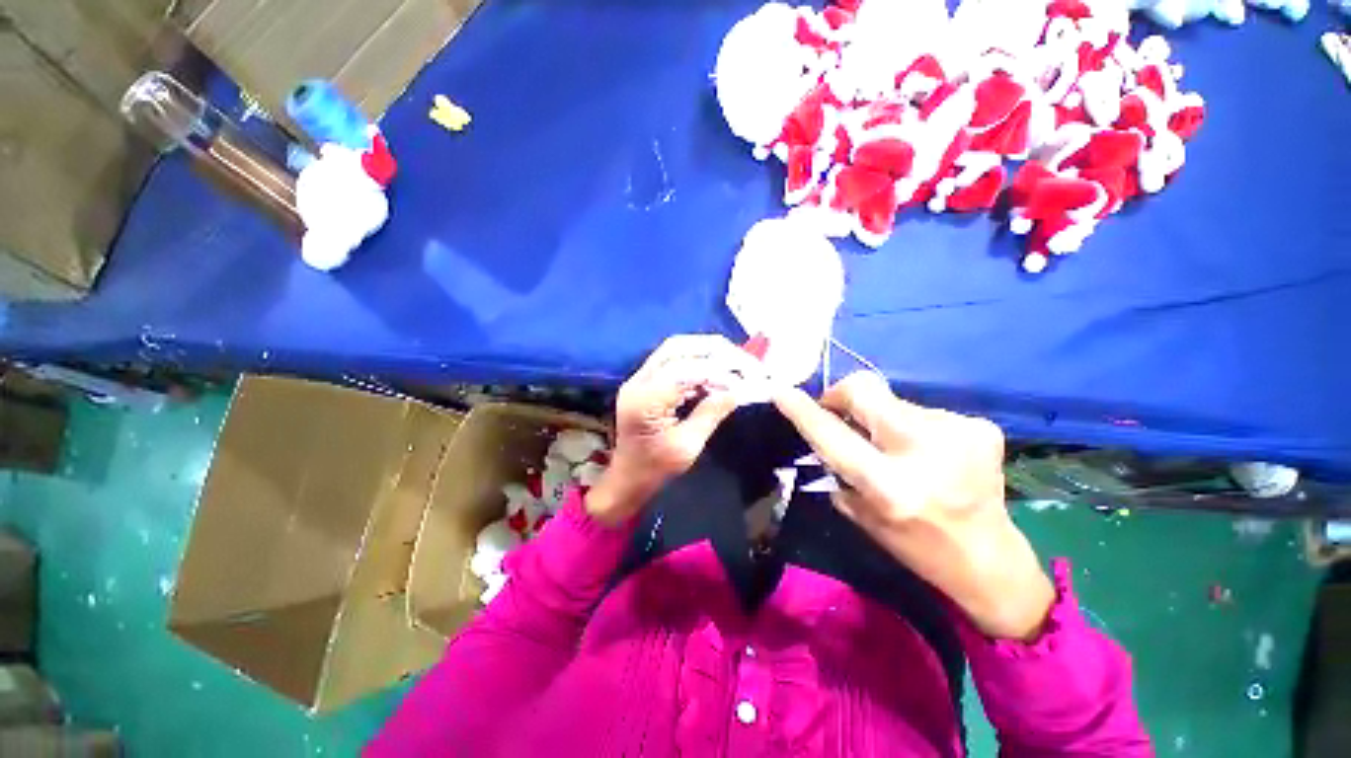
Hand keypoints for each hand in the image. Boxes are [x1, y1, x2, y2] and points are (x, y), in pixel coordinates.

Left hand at [587, 335, 764, 525]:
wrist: (628, 476)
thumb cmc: (655, 468)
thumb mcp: (687, 446)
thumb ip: (710, 414)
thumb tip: (737, 391)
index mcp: (645, 400)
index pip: (683, 369)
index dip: (716, 369)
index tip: (743, 378)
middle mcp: (638, 382)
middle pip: (677, 347)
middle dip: (712, 349)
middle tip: (741, 359)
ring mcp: (639, 379)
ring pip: (674, 349)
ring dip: (705, 351)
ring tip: (733, 362)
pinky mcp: (645, 381)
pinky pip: (672, 360)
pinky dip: (696, 362)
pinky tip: (714, 373)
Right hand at [774, 373, 1054, 640]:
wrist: (990, 558)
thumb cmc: (915, 544)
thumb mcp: (861, 512)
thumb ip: (837, 467)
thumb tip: (823, 425)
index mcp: (890, 487)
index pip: (834, 437)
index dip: (804, 411)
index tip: (782, 391)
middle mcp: (924, 453)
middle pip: (866, 391)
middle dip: (842, 395)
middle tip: (839, 411)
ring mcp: (958, 433)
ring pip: (892, 401)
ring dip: (881, 418)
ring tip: (896, 447)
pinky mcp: (980, 426)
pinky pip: (922, 410)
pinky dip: (911, 425)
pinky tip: (928, 452)